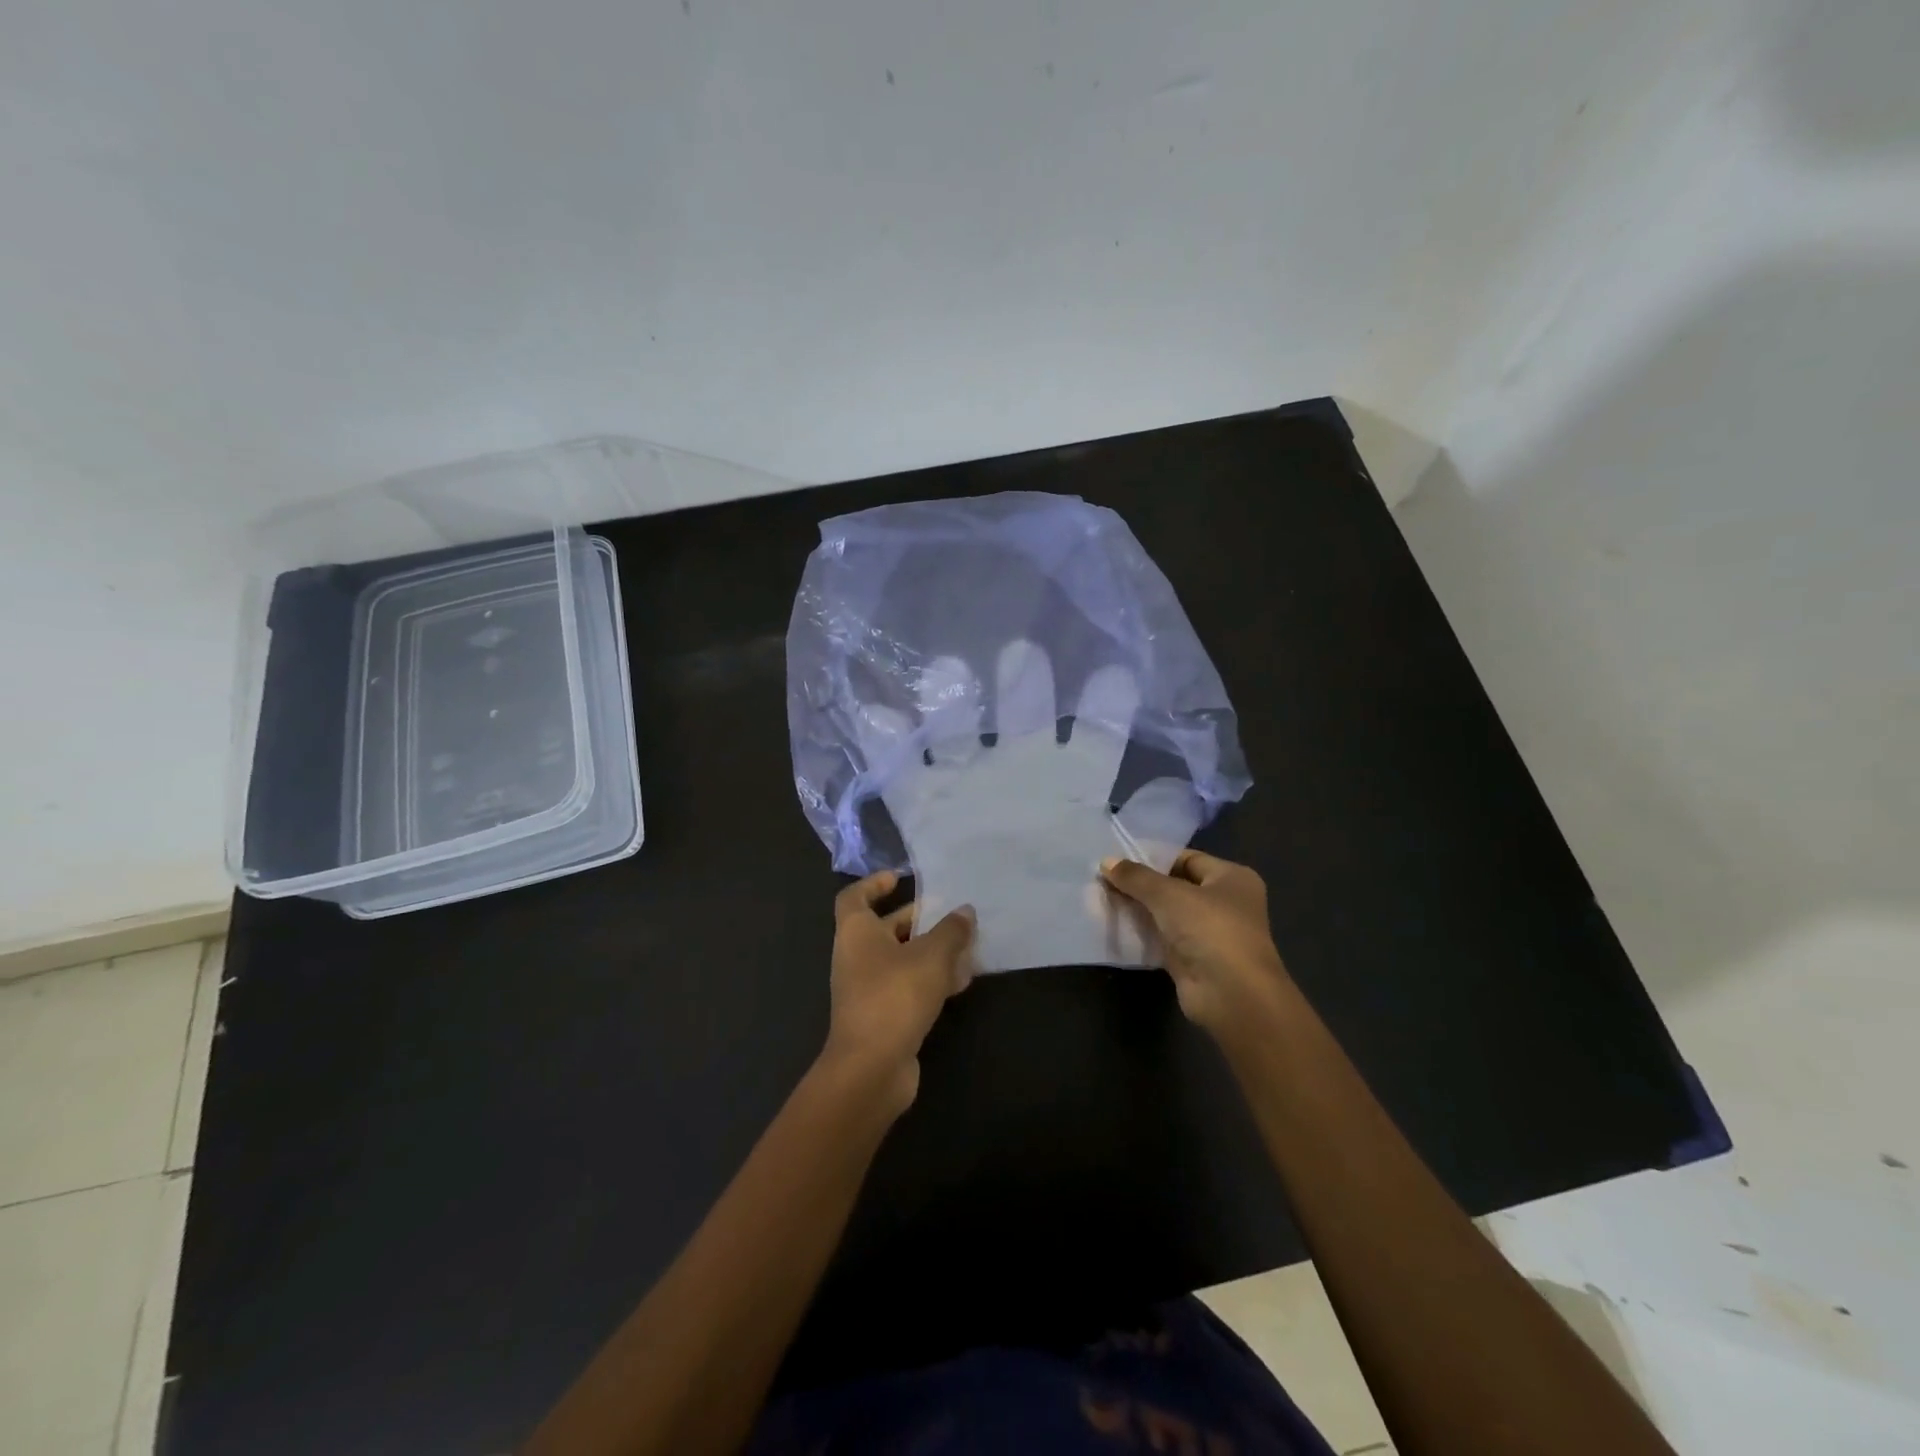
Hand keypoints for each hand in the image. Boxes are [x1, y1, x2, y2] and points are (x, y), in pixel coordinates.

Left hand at [822, 870, 976, 1116]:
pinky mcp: (883, 1016)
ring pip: (901, 959)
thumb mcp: (931, 956)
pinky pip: (908, 987)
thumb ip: (951, 931)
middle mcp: (857, 957)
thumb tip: (965, 911)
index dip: (873, 884)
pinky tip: (962, 981)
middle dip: (917, 920)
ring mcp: (868, 989)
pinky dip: (931, 980)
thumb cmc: (894, 996)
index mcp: (856, 933)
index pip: (854, 898)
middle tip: (950, 913)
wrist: (871, 1068)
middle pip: (885, 928)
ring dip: (931, 951)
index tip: (899, 879)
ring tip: (967, 945)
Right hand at [1099, 850, 1290, 1036]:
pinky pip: (1161, 939)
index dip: (1153, 857)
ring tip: (1101, 897)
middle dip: (1141, 884)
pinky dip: (1140, 933)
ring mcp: (1209, 934)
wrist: (1231, 996)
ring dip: (1138, 908)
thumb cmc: (1210, 930)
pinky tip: (1112, 924)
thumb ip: (1136, 877)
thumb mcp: (1168, 894)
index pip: (1187, 859)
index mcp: (1232, 878)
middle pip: (1175, 886)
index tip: (1118, 857)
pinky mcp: (1192, 960)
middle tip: (1103, 877)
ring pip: (1166, 914)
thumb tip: (1106, 861)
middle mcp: (1224, 903)